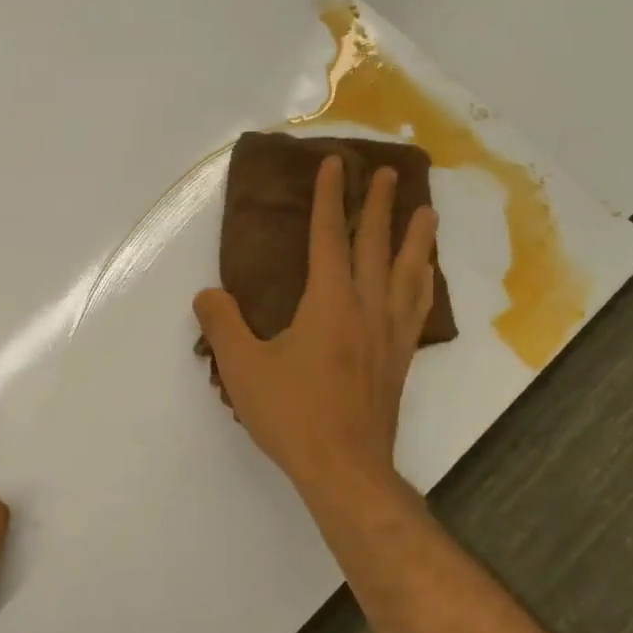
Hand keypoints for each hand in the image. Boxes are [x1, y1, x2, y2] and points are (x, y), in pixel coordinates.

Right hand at [193, 155, 439, 497]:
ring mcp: (389, 334)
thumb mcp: (242, 368)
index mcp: (329, 304)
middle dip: (379, 206)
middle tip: (389, 172)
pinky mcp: (400, 359)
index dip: (329, 199)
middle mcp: (366, 309)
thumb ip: (223, 326)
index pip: (329, 238)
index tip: (334, 164)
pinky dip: (422, 282)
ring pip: (408, 273)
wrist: (344, 467)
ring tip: (426, 212)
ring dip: (416, 238)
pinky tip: (424, 280)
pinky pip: (417, 307)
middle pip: (376, 246)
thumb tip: (207, 295)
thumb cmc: (291, 414)